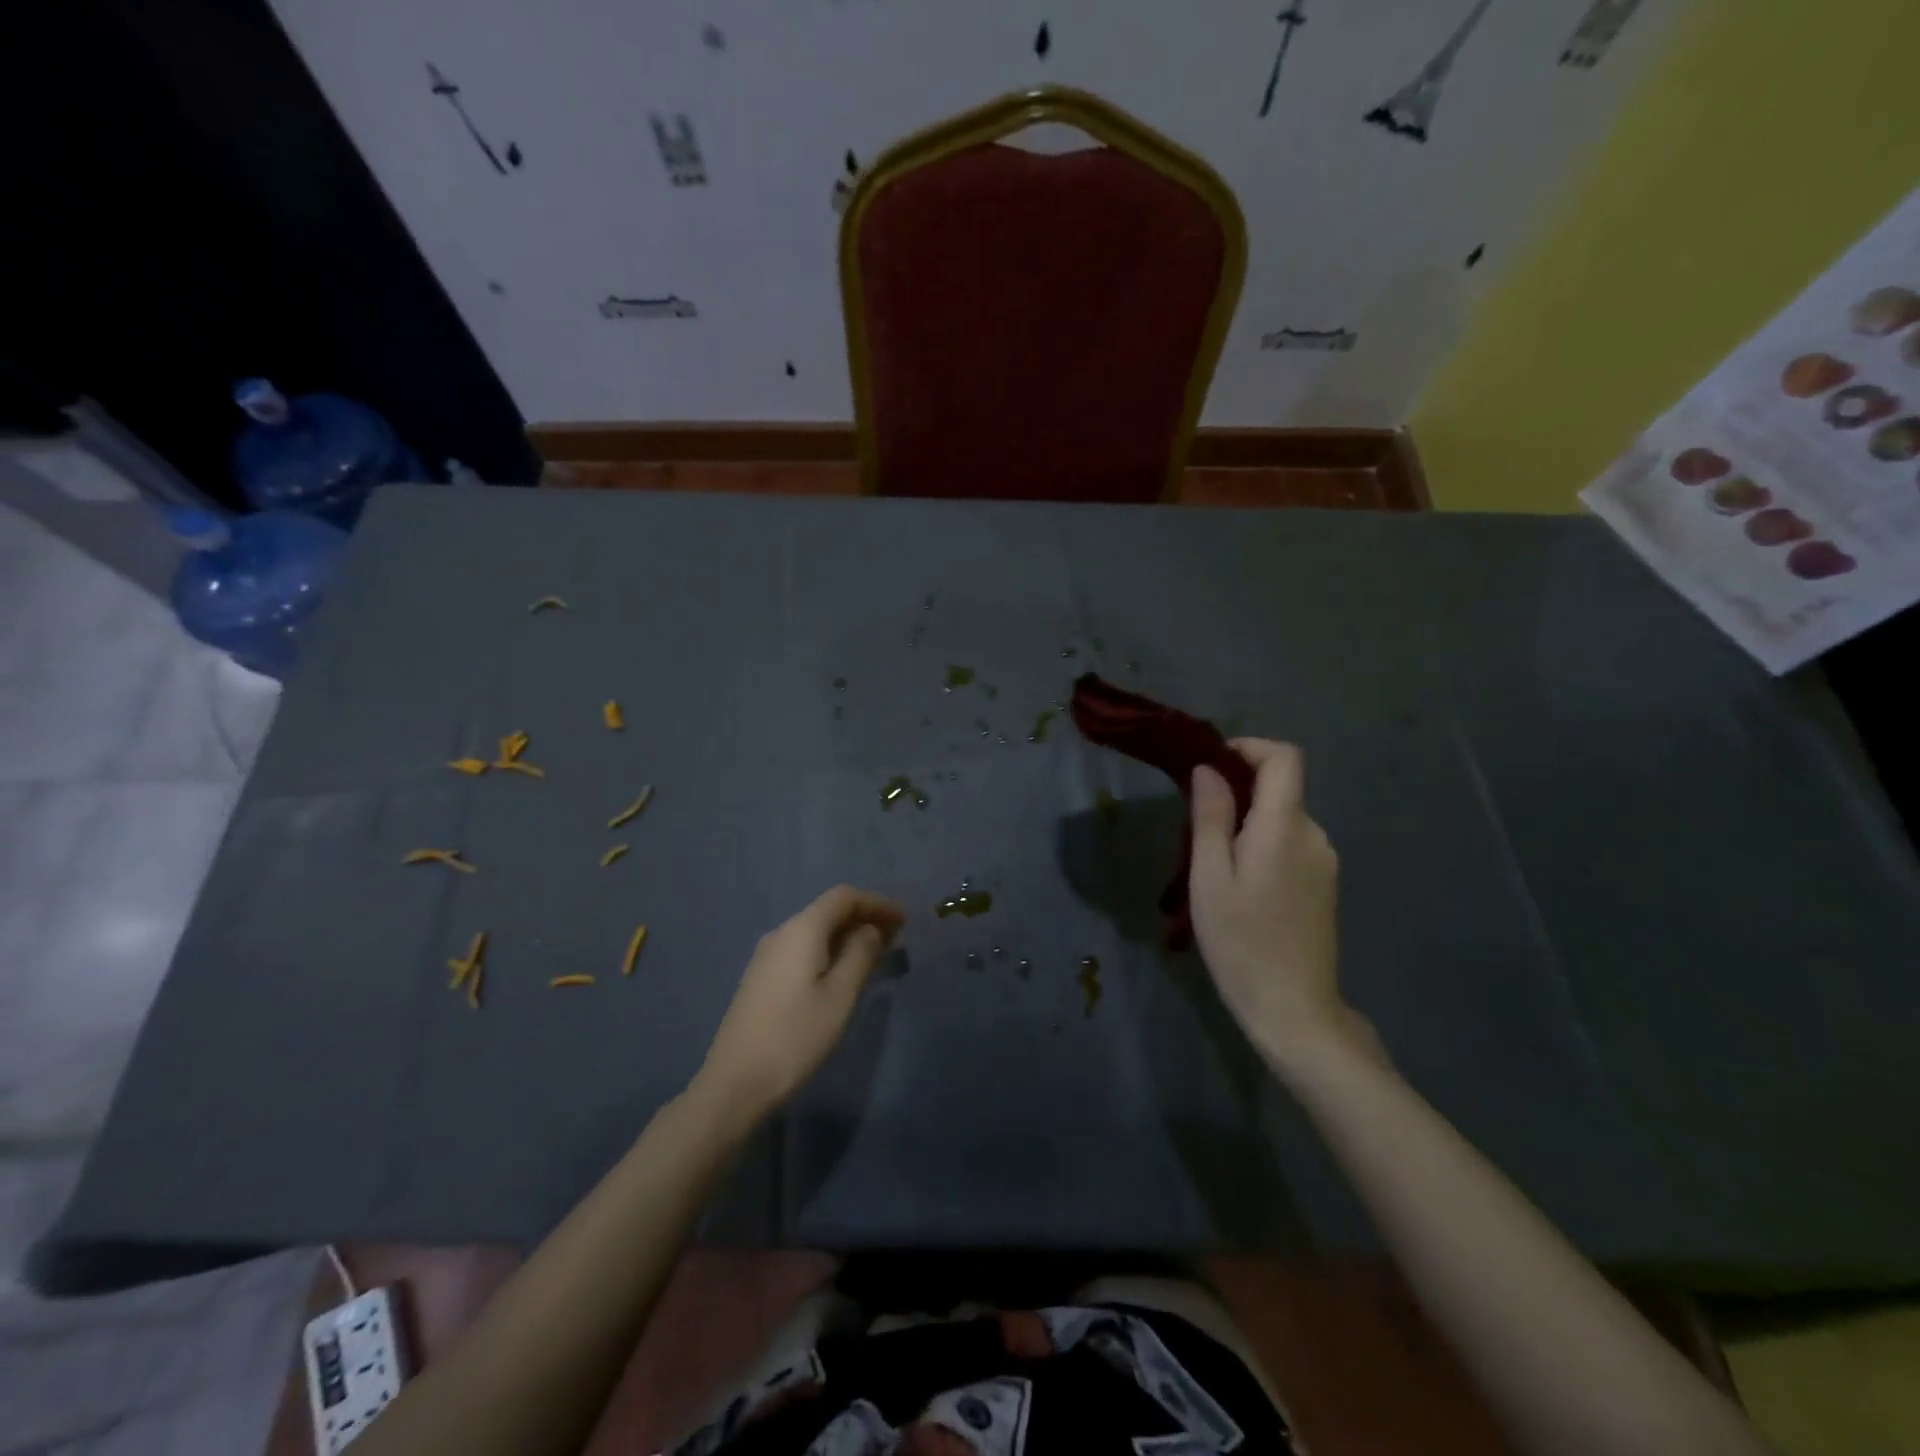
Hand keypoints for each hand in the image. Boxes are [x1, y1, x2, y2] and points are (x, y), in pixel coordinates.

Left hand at [695, 885, 904, 1126]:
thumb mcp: (840, 996)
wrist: (735, 1082)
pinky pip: (803, 948)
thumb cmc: (795, 1036)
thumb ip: (860, 955)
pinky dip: (829, 950)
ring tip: (876, 954)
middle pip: (828, 910)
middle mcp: (782, 932)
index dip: (876, 903)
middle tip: (896, 937)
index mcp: (802, 929)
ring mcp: (767, 955)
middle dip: (864, 917)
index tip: (904, 920)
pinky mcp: (762, 977)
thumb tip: (871, 929)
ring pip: (815, 930)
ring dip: (847, 935)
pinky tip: (842, 972)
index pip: (844, 897)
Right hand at [1189, 739, 1374, 1072]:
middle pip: (1280, 789)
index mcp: (1284, 827)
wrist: (1294, 1010)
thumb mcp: (1210, 877)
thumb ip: (1211, 817)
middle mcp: (1313, 835)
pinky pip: (1290, 845)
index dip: (1249, 748)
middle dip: (1237, 793)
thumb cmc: (1241, 942)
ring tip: (1213, 867)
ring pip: (1282, 819)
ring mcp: (1324, 862)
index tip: (1211, 767)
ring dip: (1247, 824)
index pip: (1284, 758)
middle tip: (1196, 829)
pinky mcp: (1324, 885)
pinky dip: (1262, 845)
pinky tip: (1240, 887)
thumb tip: (1209, 769)